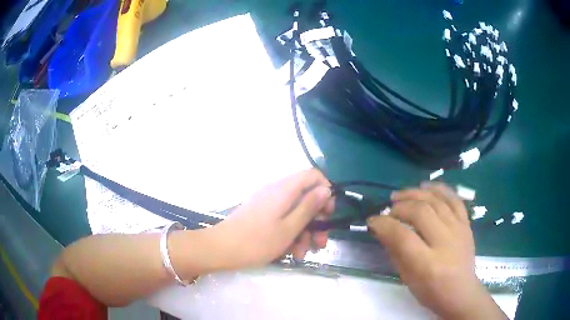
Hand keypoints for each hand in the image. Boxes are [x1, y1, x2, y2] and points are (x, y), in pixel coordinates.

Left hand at [210, 169, 333, 269]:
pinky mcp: (261, 213)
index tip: (328, 213)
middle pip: (305, 196)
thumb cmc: (257, 241)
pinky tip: (292, 252)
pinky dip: (290, 232)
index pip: (313, 175)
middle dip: (316, 220)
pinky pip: (282, 218)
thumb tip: (326, 189)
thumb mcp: (289, 228)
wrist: (220, 249)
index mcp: (284, 189)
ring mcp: (267, 202)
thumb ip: (309, 207)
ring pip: (295, 211)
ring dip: (304, 232)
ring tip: (303, 253)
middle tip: (320, 242)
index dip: (325, 191)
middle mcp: (276, 190)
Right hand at [367, 183, 505, 319]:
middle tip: (389, 210)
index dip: (385, 224)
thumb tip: (381, 229)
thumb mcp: (408, 279)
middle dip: (400, 207)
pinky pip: (454, 199)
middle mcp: (445, 242)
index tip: (373, 220)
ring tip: (401, 195)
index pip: (403, 236)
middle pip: (421, 212)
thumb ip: (395, 252)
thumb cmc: (431, 292)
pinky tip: (426, 186)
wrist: (461, 292)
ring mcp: (459, 230)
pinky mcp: (466, 224)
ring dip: (416, 193)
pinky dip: (439, 189)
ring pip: (437, 201)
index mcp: (428, 264)